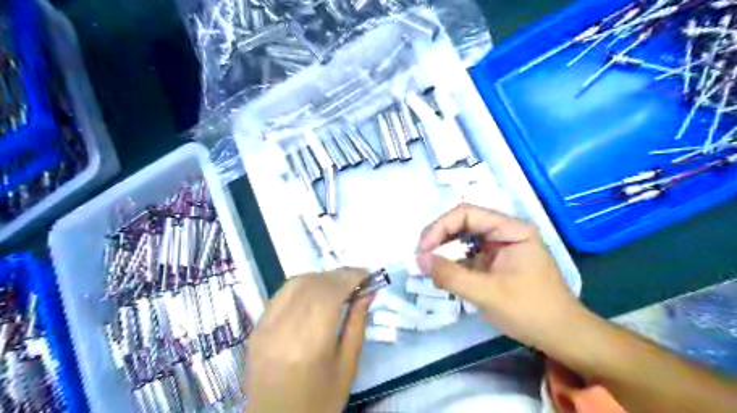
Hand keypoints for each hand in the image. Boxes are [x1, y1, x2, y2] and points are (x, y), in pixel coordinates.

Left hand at [247, 268, 374, 411]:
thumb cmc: (319, 401)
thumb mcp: (347, 366)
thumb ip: (357, 324)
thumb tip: (368, 292)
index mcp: (310, 344)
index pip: (330, 293)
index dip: (350, 276)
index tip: (367, 273)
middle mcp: (283, 329)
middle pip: (313, 283)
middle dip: (338, 274)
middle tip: (357, 278)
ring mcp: (265, 327)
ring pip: (295, 283)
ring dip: (321, 277)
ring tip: (338, 284)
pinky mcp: (256, 327)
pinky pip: (282, 293)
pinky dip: (302, 285)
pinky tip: (315, 292)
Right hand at [414, 203, 581, 347]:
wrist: (562, 336)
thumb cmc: (530, 311)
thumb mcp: (487, 293)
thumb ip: (451, 275)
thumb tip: (418, 259)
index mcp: (511, 229)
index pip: (467, 214)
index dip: (440, 227)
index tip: (423, 248)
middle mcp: (505, 231)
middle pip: (463, 223)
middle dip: (440, 237)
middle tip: (421, 256)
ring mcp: (500, 246)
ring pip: (463, 238)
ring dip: (444, 250)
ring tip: (428, 266)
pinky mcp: (494, 261)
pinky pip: (467, 254)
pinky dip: (452, 263)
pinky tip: (442, 274)